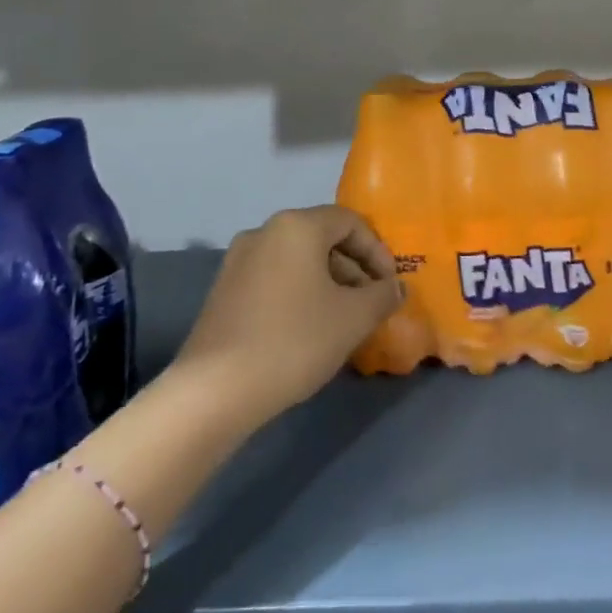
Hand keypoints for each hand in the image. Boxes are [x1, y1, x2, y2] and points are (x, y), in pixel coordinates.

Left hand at [175, 206, 402, 424]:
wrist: (214, 390)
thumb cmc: (294, 340)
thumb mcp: (353, 318)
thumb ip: (382, 296)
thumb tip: (396, 288)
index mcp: (297, 226)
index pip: (351, 222)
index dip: (378, 251)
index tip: (390, 285)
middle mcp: (265, 232)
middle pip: (323, 238)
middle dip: (354, 269)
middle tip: (371, 304)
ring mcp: (238, 260)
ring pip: (298, 260)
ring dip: (328, 283)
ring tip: (344, 321)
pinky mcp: (223, 290)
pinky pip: (275, 278)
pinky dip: (300, 293)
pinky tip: (309, 330)